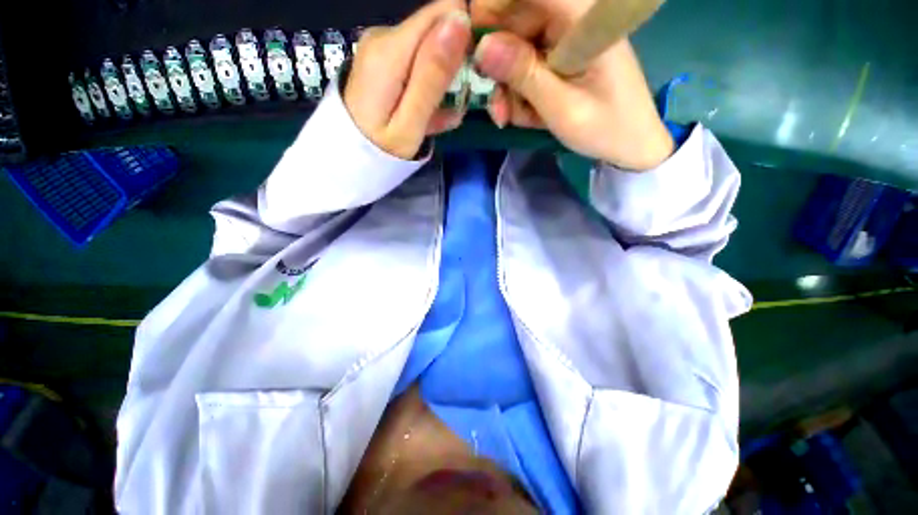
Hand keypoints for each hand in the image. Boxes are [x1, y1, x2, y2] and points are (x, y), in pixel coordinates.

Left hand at [345, 0, 471, 159]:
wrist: (347, 158)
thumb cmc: (380, 150)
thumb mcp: (411, 123)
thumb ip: (432, 76)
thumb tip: (459, 20)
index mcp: (390, 50)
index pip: (441, 13)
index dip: (465, 35)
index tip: (472, 70)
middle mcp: (383, 38)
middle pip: (435, 31)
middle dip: (453, 64)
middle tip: (453, 105)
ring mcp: (381, 50)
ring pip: (428, 51)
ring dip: (442, 82)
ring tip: (440, 117)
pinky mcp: (383, 62)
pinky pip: (416, 64)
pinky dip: (427, 87)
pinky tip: (428, 114)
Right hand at [471, 0, 673, 169]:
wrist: (631, 143)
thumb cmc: (605, 127)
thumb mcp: (562, 108)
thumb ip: (525, 76)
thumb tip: (482, 47)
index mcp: (583, 18)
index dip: (493, 9)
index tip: (474, 46)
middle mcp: (573, 19)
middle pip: (516, 20)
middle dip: (498, 65)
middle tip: (498, 108)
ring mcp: (566, 39)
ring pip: (517, 48)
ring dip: (508, 87)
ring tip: (511, 117)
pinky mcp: (562, 57)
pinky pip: (527, 66)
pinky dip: (520, 92)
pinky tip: (527, 115)